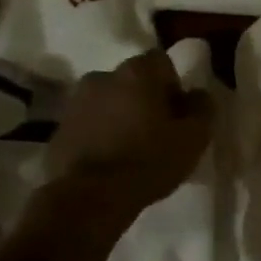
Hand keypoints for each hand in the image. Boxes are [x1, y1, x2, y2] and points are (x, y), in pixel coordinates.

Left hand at [44, 50, 213, 217]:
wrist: (89, 198)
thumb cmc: (149, 160)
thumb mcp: (195, 136)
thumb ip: (203, 107)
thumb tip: (197, 94)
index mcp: (137, 72)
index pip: (161, 62)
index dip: (172, 86)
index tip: (176, 115)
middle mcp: (102, 77)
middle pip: (132, 81)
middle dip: (143, 100)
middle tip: (155, 132)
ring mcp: (75, 103)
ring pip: (107, 102)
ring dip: (118, 116)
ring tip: (129, 149)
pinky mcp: (58, 130)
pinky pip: (87, 125)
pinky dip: (98, 135)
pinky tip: (107, 162)